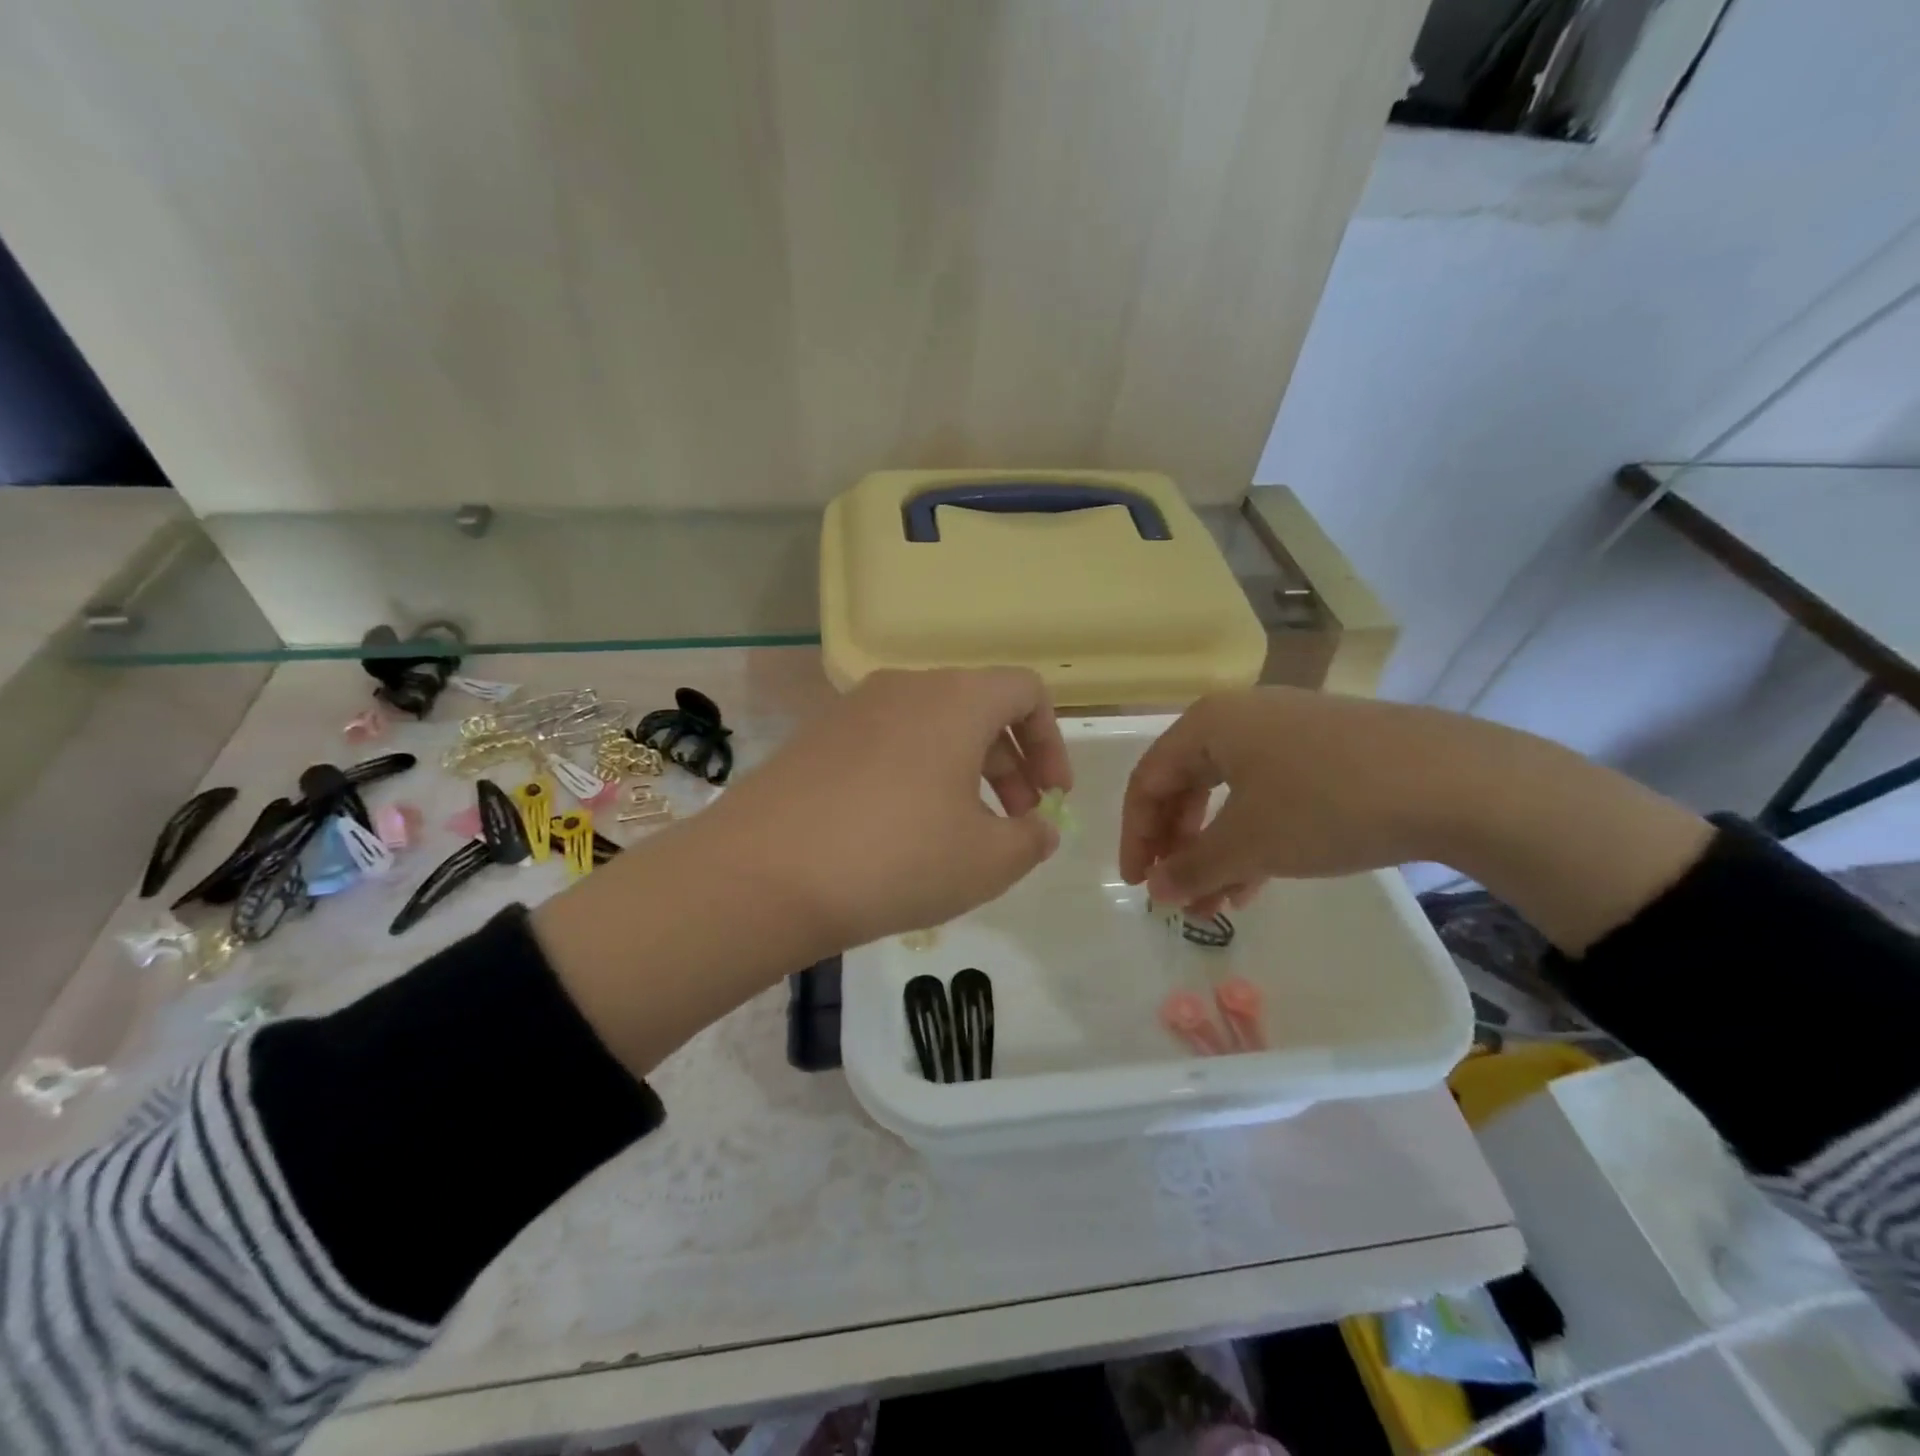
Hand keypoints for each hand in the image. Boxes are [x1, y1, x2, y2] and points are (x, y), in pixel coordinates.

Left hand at [702, 667, 1072, 948]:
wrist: (763, 875)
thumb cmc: (897, 858)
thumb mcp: (988, 861)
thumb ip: (1031, 839)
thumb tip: (1037, 828)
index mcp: (956, 700)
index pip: (1025, 691)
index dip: (1051, 743)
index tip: (1052, 797)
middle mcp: (906, 687)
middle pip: (978, 710)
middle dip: (1011, 765)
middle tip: (1015, 823)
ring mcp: (853, 708)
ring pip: (931, 728)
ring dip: (963, 771)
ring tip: (962, 833)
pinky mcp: (816, 737)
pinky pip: (887, 744)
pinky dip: (915, 775)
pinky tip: (902, 832)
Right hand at [1120, 688, 1443, 912]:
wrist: (1454, 781)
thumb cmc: (1325, 803)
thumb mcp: (1249, 843)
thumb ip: (1192, 868)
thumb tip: (1157, 890)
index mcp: (1207, 725)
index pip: (1148, 782)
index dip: (1135, 837)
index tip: (1138, 885)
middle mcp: (1240, 718)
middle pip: (1185, 786)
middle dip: (1176, 846)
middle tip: (1174, 893)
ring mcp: (1286, 731)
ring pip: (1228, 796)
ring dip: (1214, 852)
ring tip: (1215, 904)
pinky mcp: (1325, 751)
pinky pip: (1267, 795)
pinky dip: (1253, 838)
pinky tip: (1256, 883)